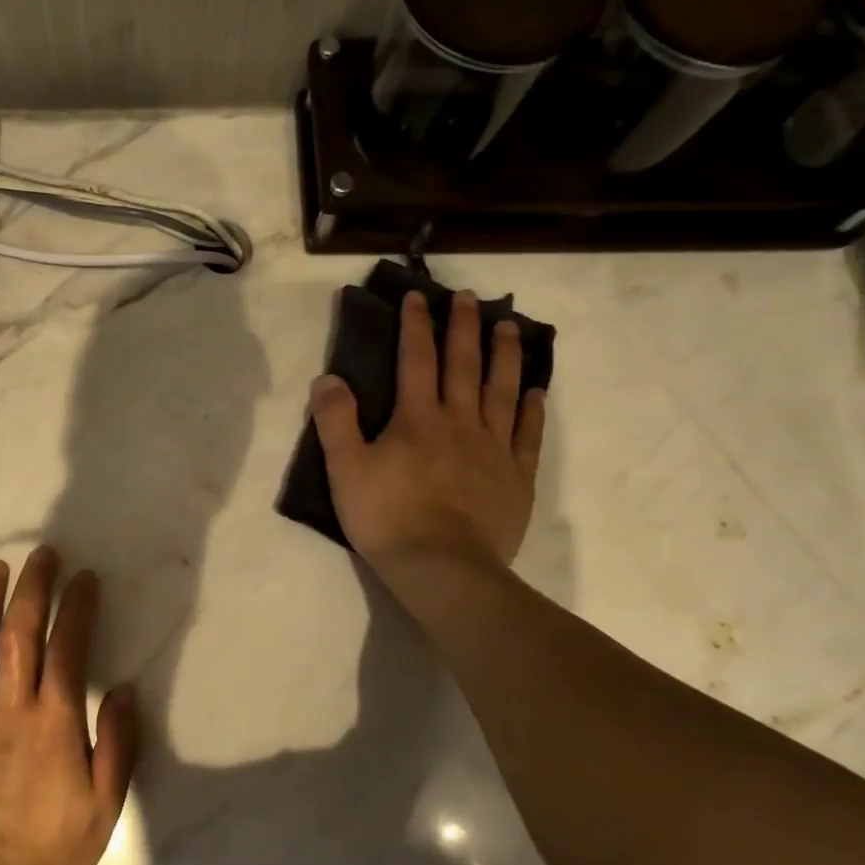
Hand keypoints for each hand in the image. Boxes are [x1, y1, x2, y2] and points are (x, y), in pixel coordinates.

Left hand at [0, 547, 138, 864]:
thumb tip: (126, 689)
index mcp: (54, 722)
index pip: (69, 648)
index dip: (78, 607)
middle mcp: (8, 708)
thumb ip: (117, 744)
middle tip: (41, 554)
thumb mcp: (104, 807)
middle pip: (20, 633)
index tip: (84, 578)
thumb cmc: (47, 850)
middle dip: (33, 588)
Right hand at [310, 289, 545, 587]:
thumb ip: (336, 421)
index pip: (415, 360)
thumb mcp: (345, 469)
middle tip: (470, 297)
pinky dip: (532, 410)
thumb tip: (329, 377)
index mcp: (417, 418)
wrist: (442, 567)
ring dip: (505, 356)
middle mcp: (459, 422)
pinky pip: (528, 435)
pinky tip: (535, 392)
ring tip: (509, 327)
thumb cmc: (387, 518)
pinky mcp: (516, 477)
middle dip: (464, 328)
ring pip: (502, 391)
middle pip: (463, 365)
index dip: (416, 325)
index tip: (419, 296)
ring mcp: (493, 448)